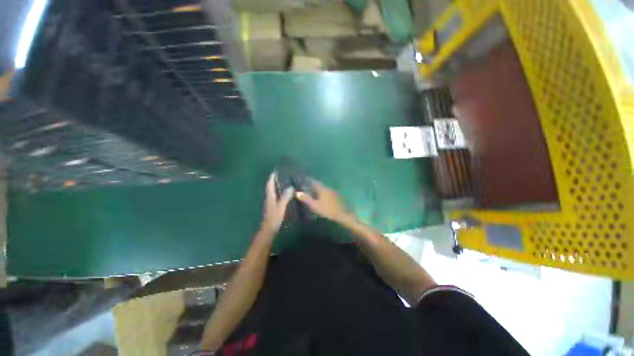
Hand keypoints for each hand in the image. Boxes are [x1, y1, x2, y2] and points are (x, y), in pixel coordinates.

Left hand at [260, 172, 293, 234]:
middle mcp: (269, 198)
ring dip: (276, 186)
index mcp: (270, 197)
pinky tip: (284, 193)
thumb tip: (290, 187)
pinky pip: (275, 196)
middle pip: (270, 187)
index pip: (269, 185)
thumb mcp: (281, 207)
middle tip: (281, 175)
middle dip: (274, 181)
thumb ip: (285, 197)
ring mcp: (270, 203)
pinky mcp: (272, 207)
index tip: (275, 171)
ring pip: (272, 192)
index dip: (271, 178)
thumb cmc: (274, 217)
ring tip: (284, 182)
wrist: (268, 230)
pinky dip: (278, 192)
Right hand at [296, 180, 350, 222]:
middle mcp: (328, 188)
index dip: (309, 181)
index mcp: (323, 189)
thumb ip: (306, 199)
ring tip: (314, 194)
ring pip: (325, 190)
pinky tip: (323, 199)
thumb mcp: (315, 205)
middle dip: (314, 187)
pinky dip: (324, 195)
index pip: (315, 182)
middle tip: (308, 189)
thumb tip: (297, 192)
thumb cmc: (327, 210)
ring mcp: (334, 193)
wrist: (342, 215)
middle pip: (320, 186)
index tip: (304, 181)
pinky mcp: (337, 197)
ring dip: (319, 191)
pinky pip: (328, 194)